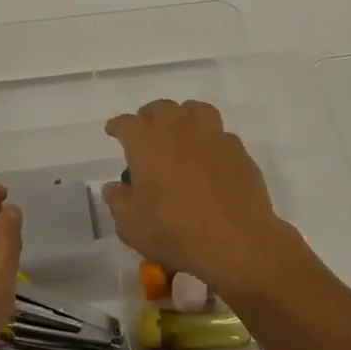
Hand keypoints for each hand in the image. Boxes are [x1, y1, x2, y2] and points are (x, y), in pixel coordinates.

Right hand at [102, 100, 302, 300]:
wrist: (235, 241)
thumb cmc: (174, 231)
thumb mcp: (130, 225)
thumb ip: (118, 200)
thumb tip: (115, 186)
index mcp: (146, 141)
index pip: (126, 123)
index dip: (117, 126)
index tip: (114, 132)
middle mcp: (178, 128)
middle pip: (160, 108)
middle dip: (149, 117)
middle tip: (146, 134)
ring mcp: (212, 135)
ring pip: (194, 111)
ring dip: (183, 118)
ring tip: (180, 133)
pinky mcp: (237, 149)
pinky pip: (219, 134)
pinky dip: (210, 140)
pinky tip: (209, 157)